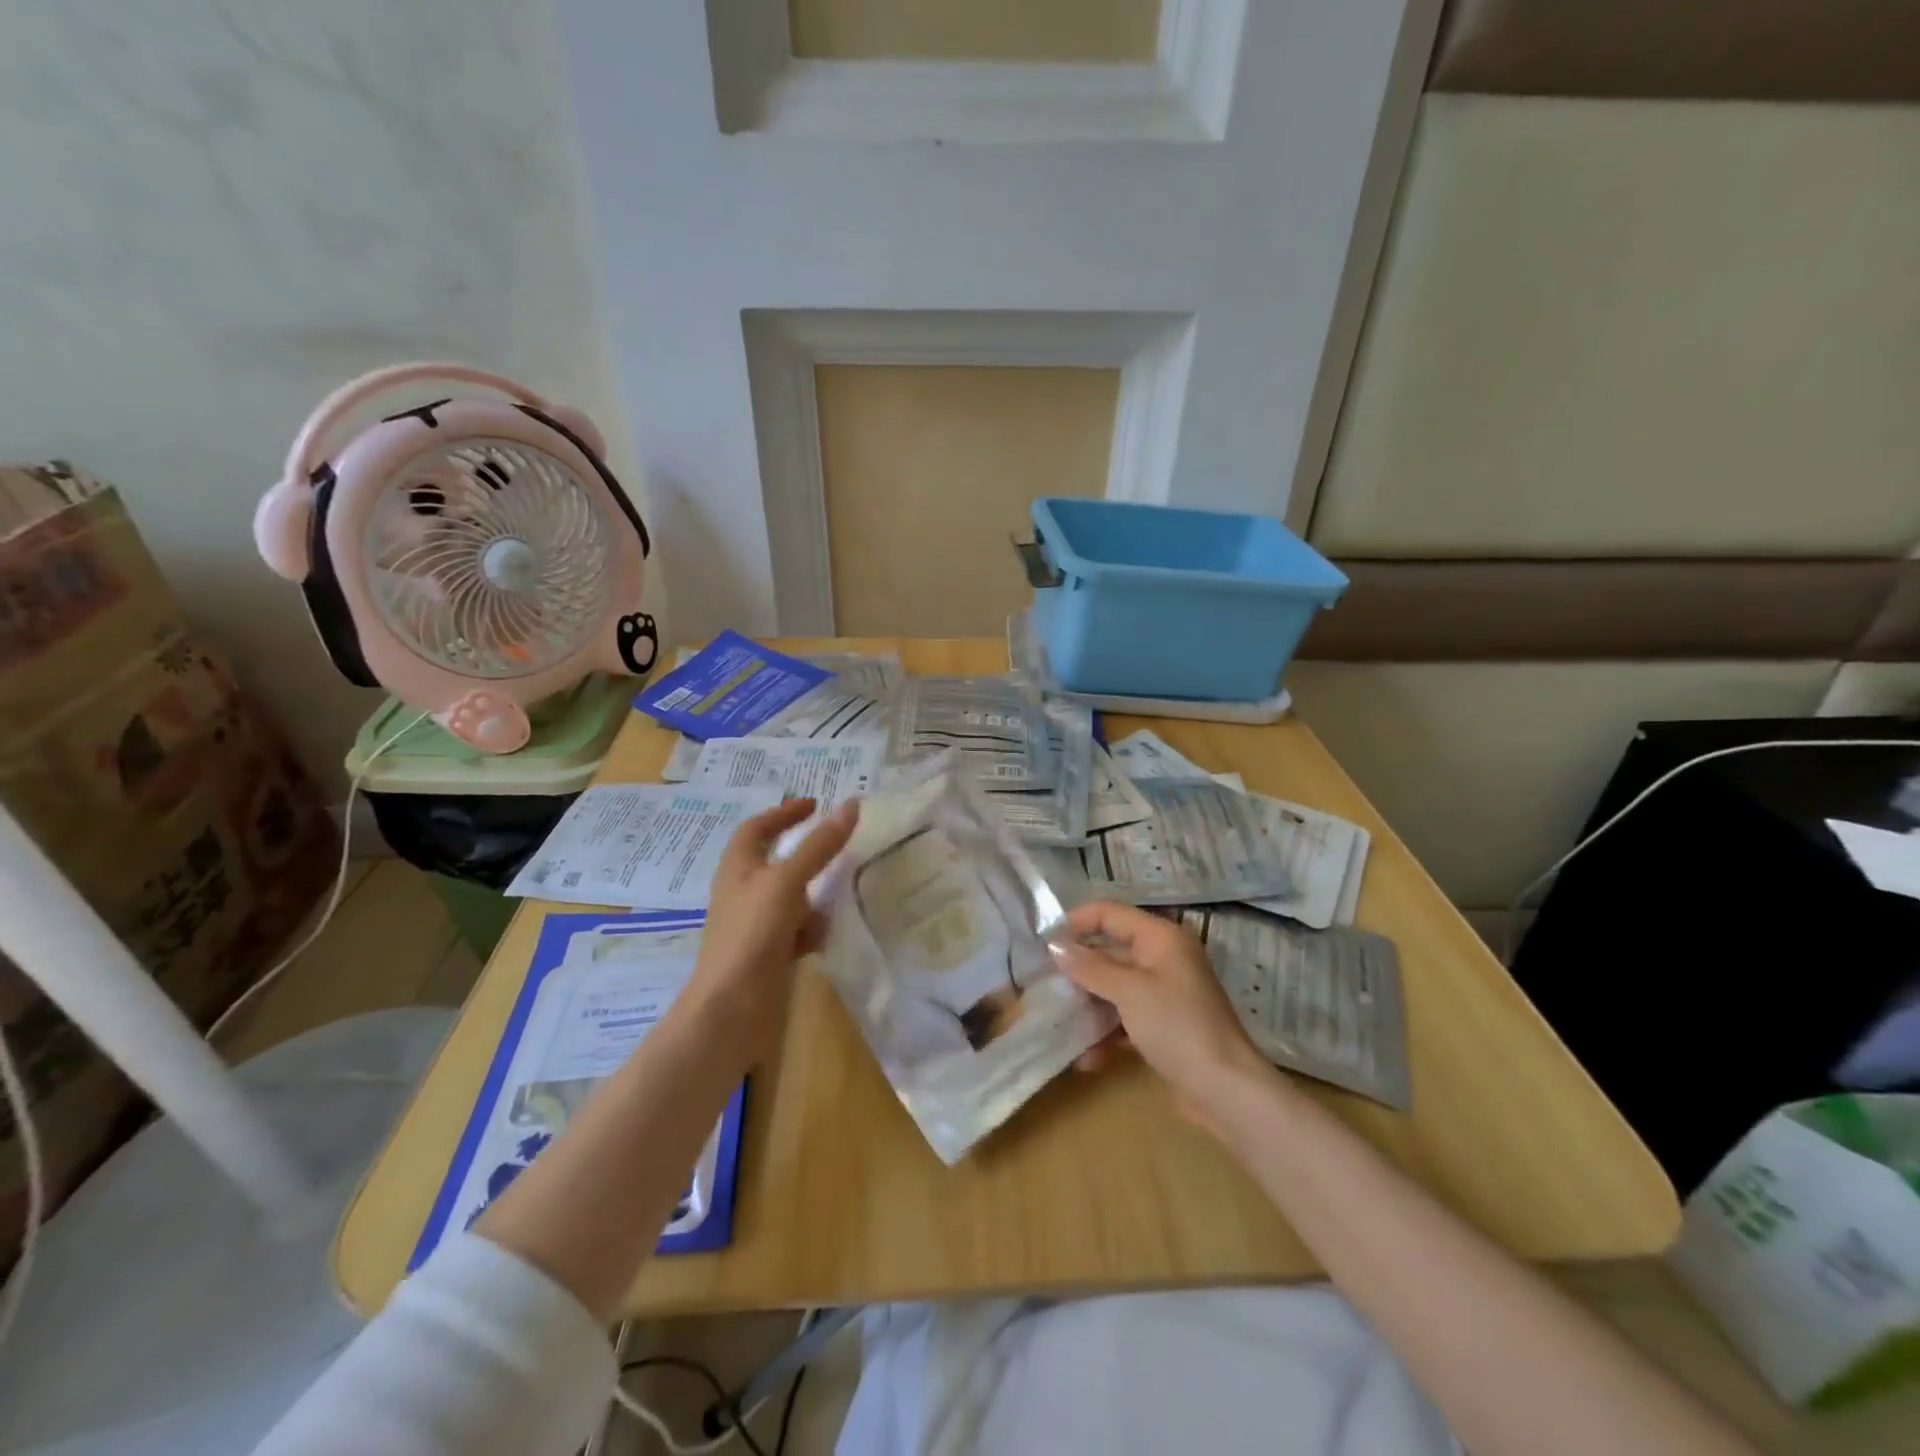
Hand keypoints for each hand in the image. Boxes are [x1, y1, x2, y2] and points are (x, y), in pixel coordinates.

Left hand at [683, 798, 858, 1066]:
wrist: (733, 1009)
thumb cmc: (753, 933)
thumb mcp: (788, 881)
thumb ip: (820, 846)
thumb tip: (851, 805)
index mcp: (738, 868)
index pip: (757, 827)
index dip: (783, 813)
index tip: (814, 804)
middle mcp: (744, 892)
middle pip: (777, 862)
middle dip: (807, 854)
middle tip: (839, 846)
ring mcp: (756, 925)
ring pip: (792, 898)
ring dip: (814, 894)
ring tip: (842, 889)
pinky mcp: (769, 954)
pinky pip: (797, 931)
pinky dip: (812, 929)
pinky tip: (825, 935)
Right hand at [1055, 901, 1275, 1136]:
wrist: (1225, 1091)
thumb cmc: (1177, 1027)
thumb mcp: (1129, 992)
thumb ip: (1090, 967)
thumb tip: (1055, 946)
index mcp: (1160, 938)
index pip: (1110, 914)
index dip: (1076, 923)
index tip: (1044, 944)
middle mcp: (1163, 959)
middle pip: (1111, 952)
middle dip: (1079, 969)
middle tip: (1045, 985)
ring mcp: (1165, 994)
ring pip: (1115, 988)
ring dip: (1089, 1005)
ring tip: (1058, 1022)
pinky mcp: (1164, 1027)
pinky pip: (1126, 1019)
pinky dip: (1107, 1034)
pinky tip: (1085, 1059)